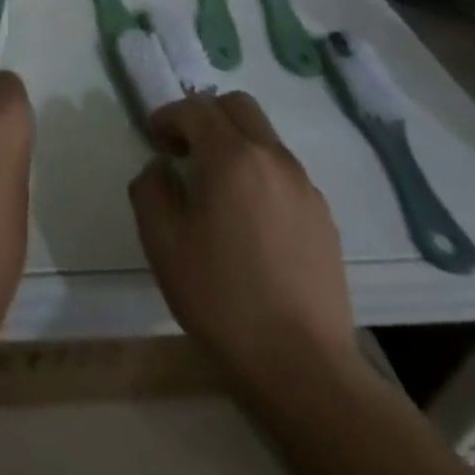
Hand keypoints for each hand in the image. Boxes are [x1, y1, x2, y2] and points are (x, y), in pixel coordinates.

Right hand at [128, 92, 357, 392]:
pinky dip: (258, 174)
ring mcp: (305, 188)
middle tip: (184, 149)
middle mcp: (274, 160)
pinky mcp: (324, 219)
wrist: (303, 368)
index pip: (196, 109)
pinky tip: (247, 219)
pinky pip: (284, 172)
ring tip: (214, 187)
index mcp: (232, 158)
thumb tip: (162, 169)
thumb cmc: (221, 297)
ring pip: (264, 138)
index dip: (168, 116)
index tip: (153, 139)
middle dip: (205, 116)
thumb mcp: (162, 240)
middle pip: (238, 106)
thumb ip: (151, 188)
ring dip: (234, 144)